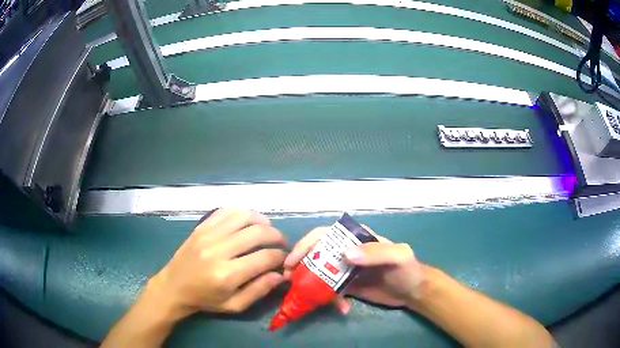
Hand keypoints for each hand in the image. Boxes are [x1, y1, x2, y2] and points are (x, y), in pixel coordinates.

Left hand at [147, 209, 287, 318]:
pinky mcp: (201, 227)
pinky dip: (243, 213)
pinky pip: (226, 211)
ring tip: (268, 230)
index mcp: (227, 275)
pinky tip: (249, 222)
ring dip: (262, 221)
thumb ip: (259, 290)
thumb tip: (281, 275)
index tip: (285, 259)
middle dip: (276, 236)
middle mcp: (218, 250)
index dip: (281, 256)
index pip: (265, 257)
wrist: (174, 287)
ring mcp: (208, 235)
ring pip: (244, 216)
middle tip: (281, 243)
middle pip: (257, 233)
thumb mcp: (234, 305)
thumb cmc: (205, 300)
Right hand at [284, 226, 423, 312]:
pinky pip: (331, 291)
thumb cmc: (408, 269)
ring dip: (311, 285)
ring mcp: (346, 270)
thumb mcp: (398, 257)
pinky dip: (331, 300)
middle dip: (301, 265)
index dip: (306, 245)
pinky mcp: (347, 286)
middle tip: (289, 280)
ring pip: (320, 274)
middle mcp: (348, 251)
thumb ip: (375, 252)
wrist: (414, 292)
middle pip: (317, 254)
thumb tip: (345, 255)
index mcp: (356, 238)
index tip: (293, 261)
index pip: (325, 235)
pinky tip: (342, 308)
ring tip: (309, 298)